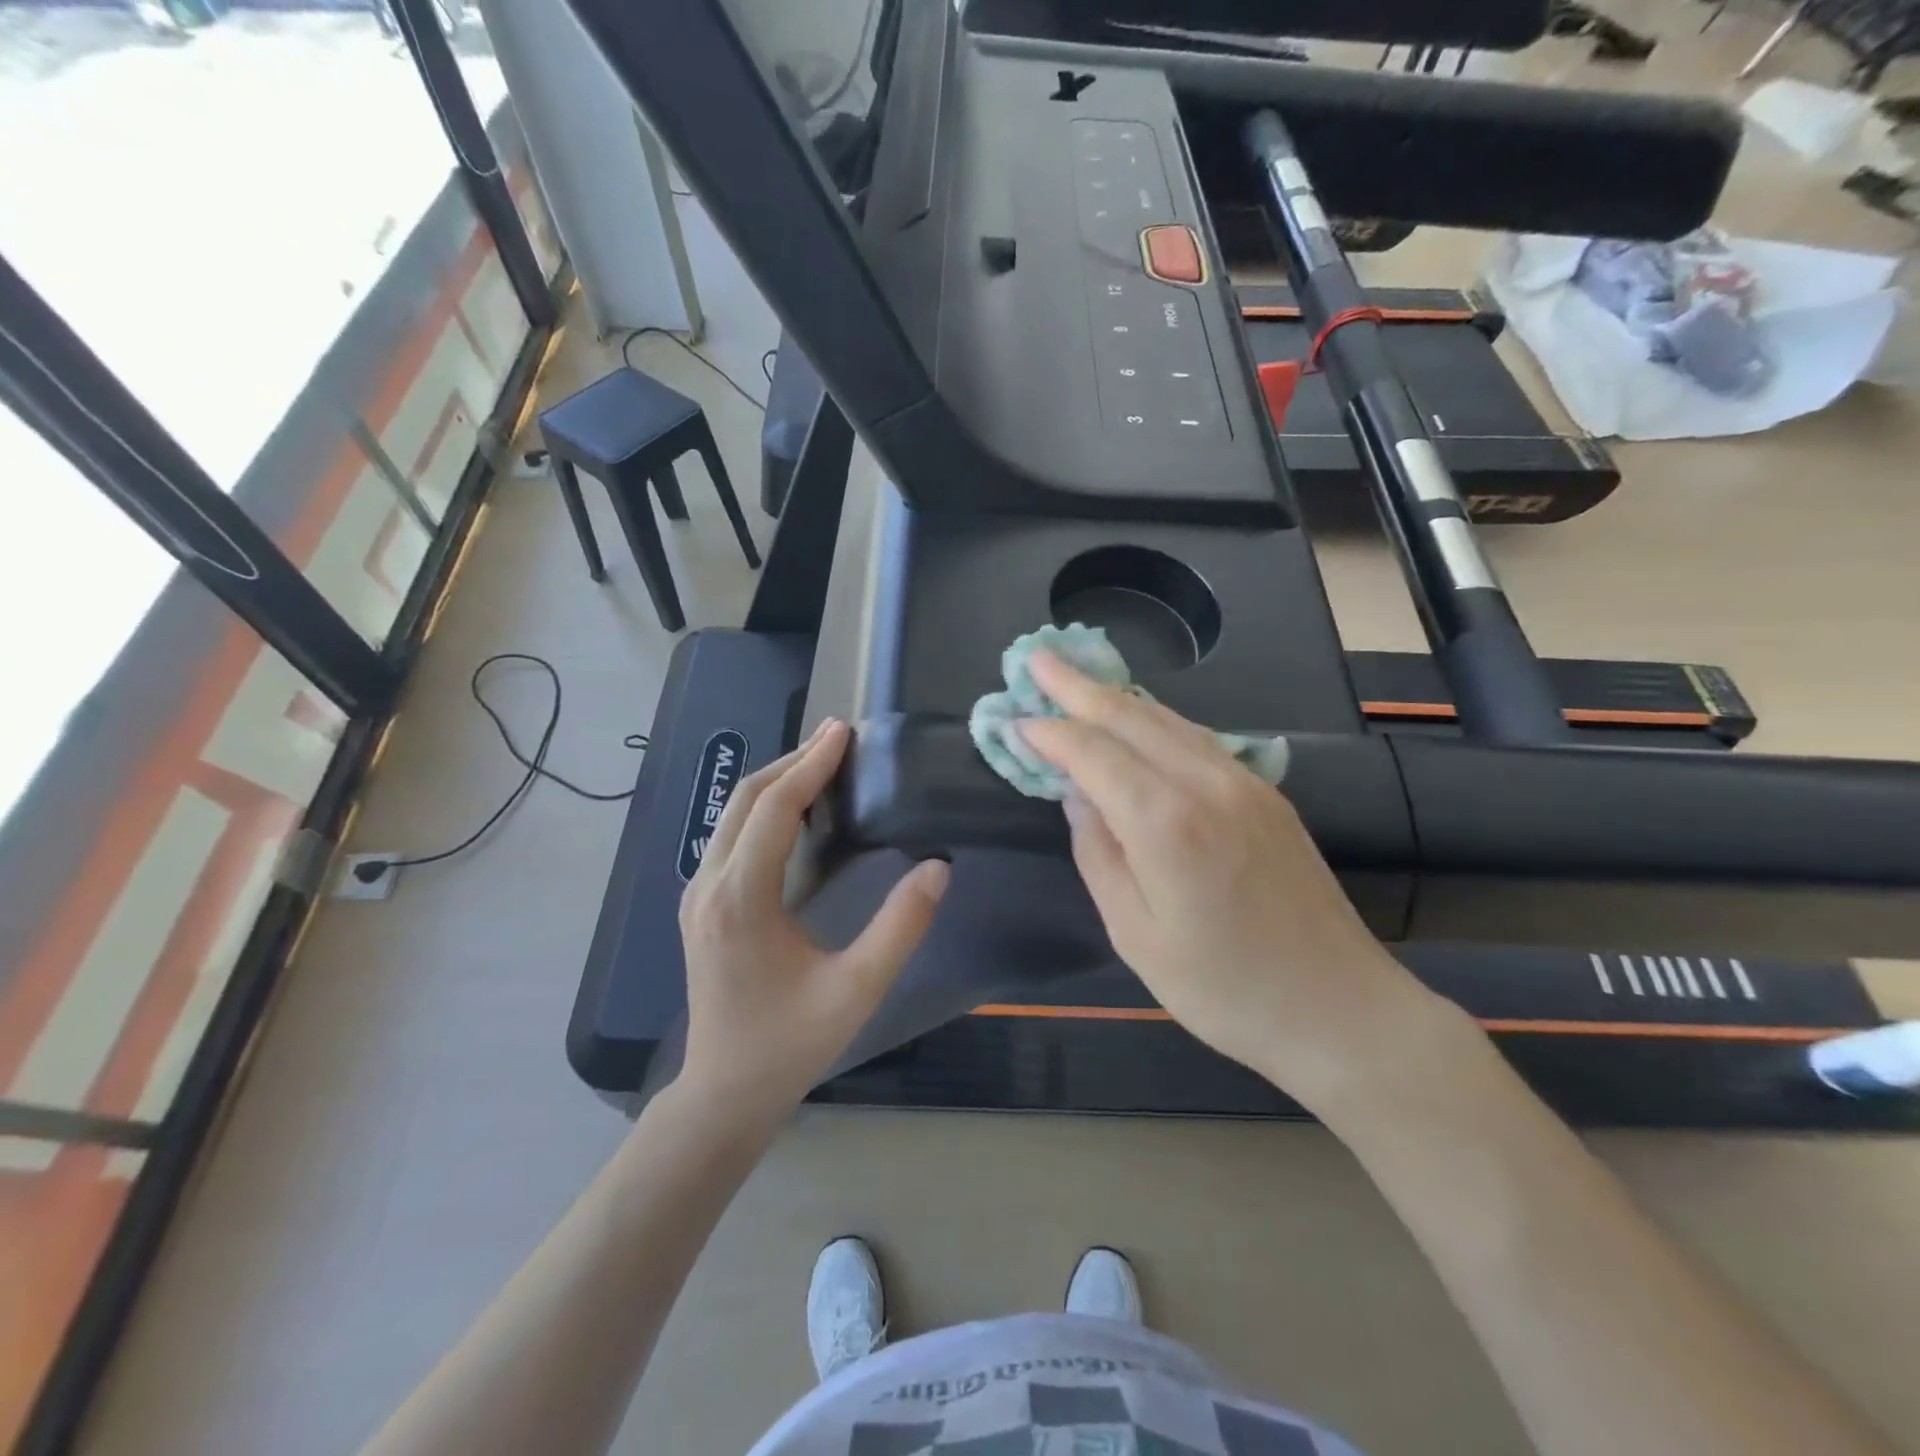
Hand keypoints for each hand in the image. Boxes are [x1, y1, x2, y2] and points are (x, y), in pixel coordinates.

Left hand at [677, 718, 949, 1118]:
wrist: (723, 1092)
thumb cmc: (791, 1043)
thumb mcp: (857, 989)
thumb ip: (901, 926)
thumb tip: (938, 867)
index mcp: (741, 898)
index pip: (775, 807)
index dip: (812, 764)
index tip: (845, 731)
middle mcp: (709, 885)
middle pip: (747, 798)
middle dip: (793, 761)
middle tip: (840, 737)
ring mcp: (698, 894)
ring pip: (734, 814)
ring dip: (778, 781)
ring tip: (824, 763)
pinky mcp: (700, 905)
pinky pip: (732, 836)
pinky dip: (765, 808)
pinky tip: (798, 812)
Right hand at [1019, 652, 1429, 1105]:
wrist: (1341, 1009)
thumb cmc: (1225, 989)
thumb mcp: (1137, 936)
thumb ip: (1099, 856)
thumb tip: (1077, 796)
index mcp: (1167, 824)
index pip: (1094, 753)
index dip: (1051, 732)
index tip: (1015, 720)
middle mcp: (1206, 784)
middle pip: (1131, 716)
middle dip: (1078, 686)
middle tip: (1037, 657)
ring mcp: (1244, 782)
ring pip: (1167, 719)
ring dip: (1116, 696)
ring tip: (1077, 680)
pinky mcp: (1266, 793)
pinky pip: (1196, 738)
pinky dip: (1154, 720)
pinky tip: (1136, 720)